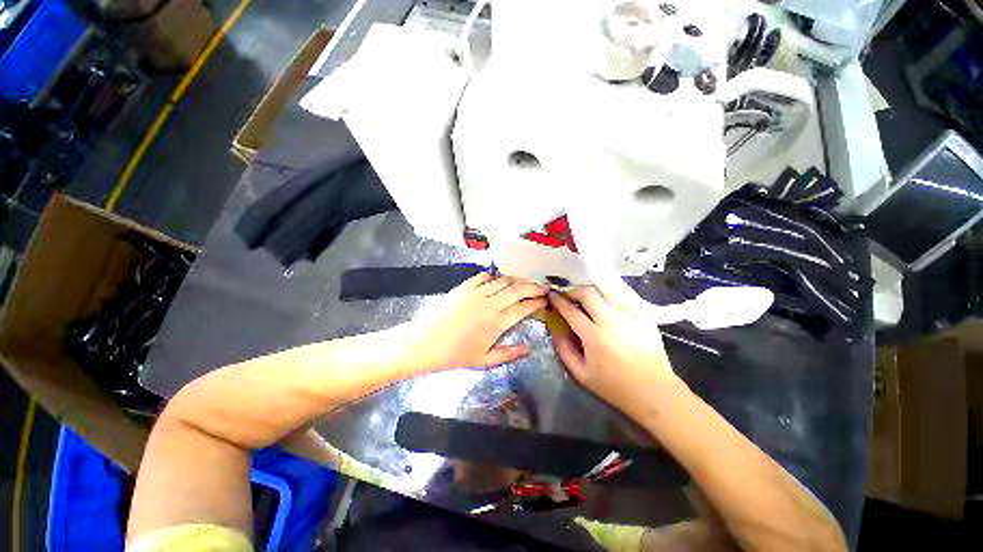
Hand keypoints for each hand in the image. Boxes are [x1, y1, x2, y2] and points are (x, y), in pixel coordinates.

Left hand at [398, 273, 547, 373]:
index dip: (537, 302)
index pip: (523, 307)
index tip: (545, 301)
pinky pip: (486, 276)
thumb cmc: (456, 355)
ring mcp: (476, 292)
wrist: (425, 343)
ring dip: (518, 280)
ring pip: (504, 280)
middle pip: (518, 289)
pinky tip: (502, 280)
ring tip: (526, 283)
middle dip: (533, 286)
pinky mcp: (465, 286)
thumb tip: (530, 349)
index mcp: (496, 323)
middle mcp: (490, 304)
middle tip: (542, 287)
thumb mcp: (485, 361)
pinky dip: (497, 276)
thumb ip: (510, 354)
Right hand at [548, 287, 679, 416]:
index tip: (552, 295)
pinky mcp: (643, 316)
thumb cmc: (614, 386)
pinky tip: (606, 303)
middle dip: (574, 290)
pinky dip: (609, 296)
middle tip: (569, 295)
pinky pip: (622, 297)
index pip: (571, 310)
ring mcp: (629, 316)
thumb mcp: (581, 374)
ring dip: (592, 290)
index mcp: (594, 336)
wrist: (654, 392)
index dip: (559, 300)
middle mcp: (611, 321)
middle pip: (589, 293)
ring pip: (606, 290)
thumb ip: (564, 350)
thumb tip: (556, 329)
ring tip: (586, 297)